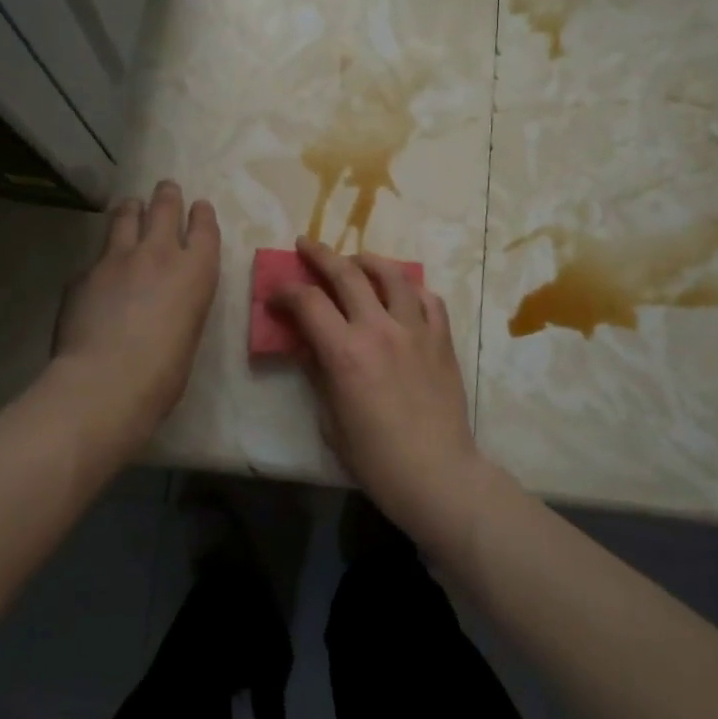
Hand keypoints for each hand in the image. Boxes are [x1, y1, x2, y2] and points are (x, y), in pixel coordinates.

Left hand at [53, 180, 219, 443]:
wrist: (105, 381)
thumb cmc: (163, 373)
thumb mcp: (188, 332)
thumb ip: (180, 304)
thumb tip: (164, 302)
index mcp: (196, 271)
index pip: (205, 227)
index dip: (202, 214)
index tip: (199, 207)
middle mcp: (159, 253)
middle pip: (164, 207)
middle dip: (167, 195)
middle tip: (166, 188)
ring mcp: (117, 259)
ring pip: (125, 216)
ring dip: (131, 210)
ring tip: (131, 208)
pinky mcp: (83, 273)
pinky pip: (96, 257)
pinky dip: (102, 260)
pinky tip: (98, 275)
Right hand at [273, 236, 486, 549]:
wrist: (436, 473)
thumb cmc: (375, 457)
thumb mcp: (330, 419)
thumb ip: (317, 372)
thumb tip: (306, 344)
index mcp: (345, 352)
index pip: (307, 301)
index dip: (285, 291)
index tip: (275, 296)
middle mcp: (379, 329)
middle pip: (347, 274)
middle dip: (320, 254)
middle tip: (306, 244)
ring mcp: (415, 330)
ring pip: (392, 275)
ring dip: (368, 261)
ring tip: (356, 260)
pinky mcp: (442, 339)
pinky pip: (429, 299)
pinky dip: (411, 288)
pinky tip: (402, 292)